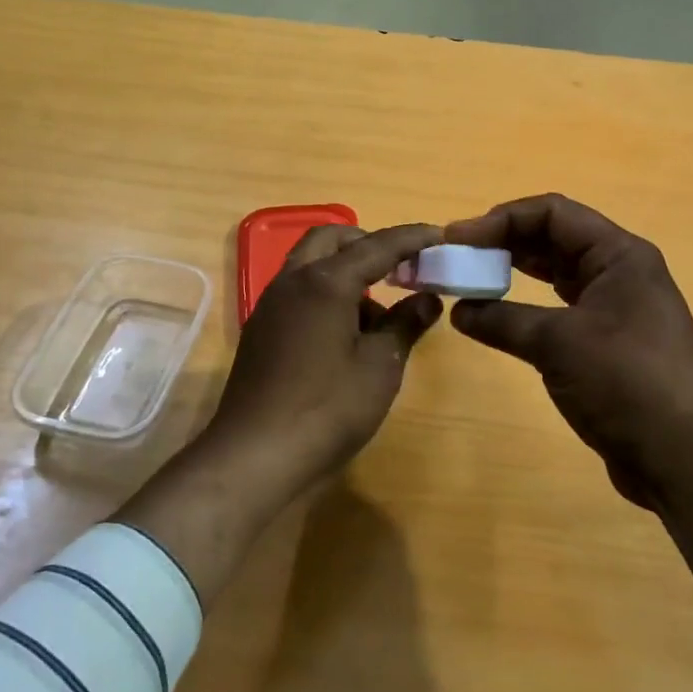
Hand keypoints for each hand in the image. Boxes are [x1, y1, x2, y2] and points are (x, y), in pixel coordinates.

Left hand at [207, 222, 443, 494]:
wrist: (254, 457)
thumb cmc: (327, 409)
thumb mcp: (380, 367)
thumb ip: (405, 324)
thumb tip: (427, 299)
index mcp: (325, 281)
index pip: (377, 245)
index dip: (411, 238)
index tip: (439, 234)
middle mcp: (293, 281)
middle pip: (332, 239)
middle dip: (368, 243)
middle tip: (399, 267)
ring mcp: (271, 305)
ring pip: (311, 264)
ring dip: (345, 270)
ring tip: (378, 315)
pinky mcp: (262, 330)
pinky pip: (299, 292)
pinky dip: (326, 293)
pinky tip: (346, 335)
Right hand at [444, 194, 692, 512]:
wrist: (682, 459)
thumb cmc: (625, 382)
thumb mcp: (557, 344)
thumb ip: (502, 320)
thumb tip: (458, 311)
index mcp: (620, 255)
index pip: (553, 213)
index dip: (502, 219)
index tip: (458, 238)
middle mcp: (620, 271)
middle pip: (554, 238)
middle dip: (504, 242)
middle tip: (459, 257)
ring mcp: (616, 306)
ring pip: (556, 272)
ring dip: (514, 271)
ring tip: (471, 278)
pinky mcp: (608, 340)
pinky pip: (560, 306)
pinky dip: (527, 305)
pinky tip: (498, 314)